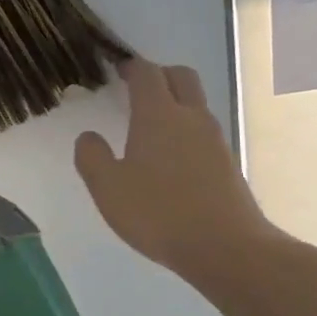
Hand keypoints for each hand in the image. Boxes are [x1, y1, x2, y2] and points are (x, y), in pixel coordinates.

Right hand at [74, 58, 279, 291]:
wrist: (227, 248)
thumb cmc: (160, 213)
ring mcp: (215, 139)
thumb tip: (88, 136)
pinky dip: (186, 130)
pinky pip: (204, 130)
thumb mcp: (108, 188)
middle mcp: (191, 117)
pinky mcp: (228, 162)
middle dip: (158, 75)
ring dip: (175, 102)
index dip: (130, 67)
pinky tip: (172, 159)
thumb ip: (92, 157)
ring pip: (195, 103)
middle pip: (180, 76)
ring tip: (151, 126)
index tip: (117, 70)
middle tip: (137, 89)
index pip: (146, 73)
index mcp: (158, 114)